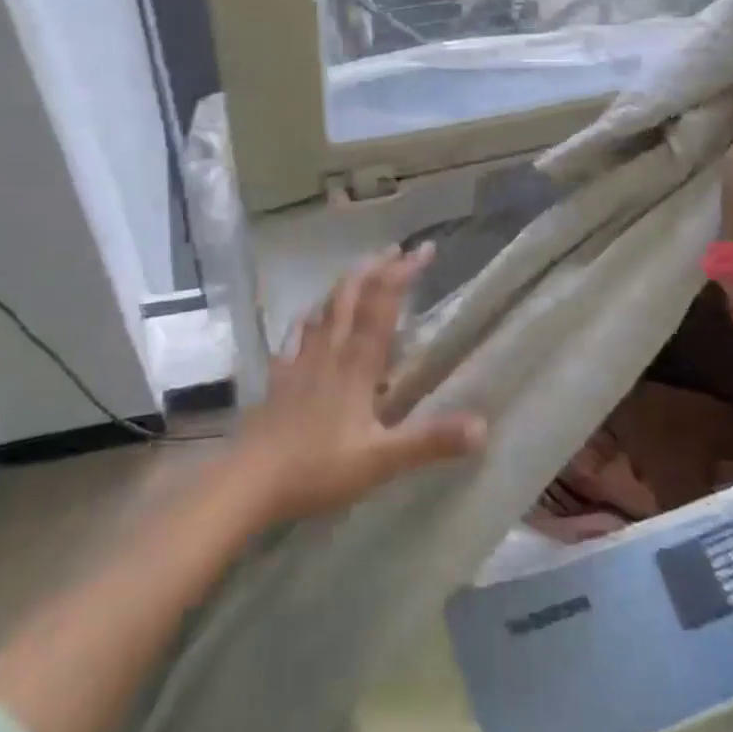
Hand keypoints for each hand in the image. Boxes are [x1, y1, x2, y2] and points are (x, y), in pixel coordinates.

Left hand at [226, 245, 487, 523]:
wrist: (249, 482)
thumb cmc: (318, 468)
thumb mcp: (381, 460)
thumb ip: (431, 441)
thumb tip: (483, 427)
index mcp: (357, 364)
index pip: (383, 305)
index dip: (403, 273)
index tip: (426, 249)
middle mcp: (330, 352)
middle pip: (352, 295)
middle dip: (376, 268)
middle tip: (397, 249)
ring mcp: (301, 362)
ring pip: (326, 308)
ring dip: (347, 283)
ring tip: (362, 270)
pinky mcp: (281, 378)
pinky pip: (297, 335)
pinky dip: (310, 317)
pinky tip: (309, 316)